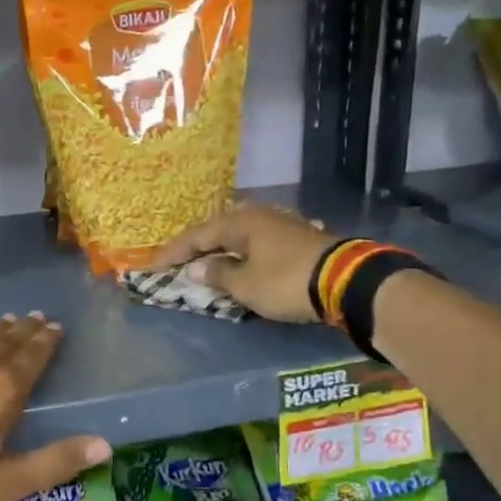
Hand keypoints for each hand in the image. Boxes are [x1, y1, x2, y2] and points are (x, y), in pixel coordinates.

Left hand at [0, 314, 110, 500]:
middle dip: (24, 329)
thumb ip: (55, 462)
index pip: (33, 355)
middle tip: (35, 318)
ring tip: (4, 323)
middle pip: (6, 339)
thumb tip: (106, 446)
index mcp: (4, 387)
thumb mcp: (5, 482)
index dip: (46, 341)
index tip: (55, 327)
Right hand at [153, 204, 337, 323]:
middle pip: (219, 229)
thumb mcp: (245, 285)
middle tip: (180, 261)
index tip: (153, 268)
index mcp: (240, 222)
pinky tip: (243, 260)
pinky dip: (244, 253)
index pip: (196, 235)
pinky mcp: (299, 238)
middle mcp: (259, 216)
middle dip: (198, 246)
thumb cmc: (286, 281)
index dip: (173, 253)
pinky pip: (259, 243)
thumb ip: (218, 274)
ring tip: (208, 261)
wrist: (347, 281)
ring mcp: (282, 224)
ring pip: (241, 234)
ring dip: (223, 249)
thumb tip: (196, 268)